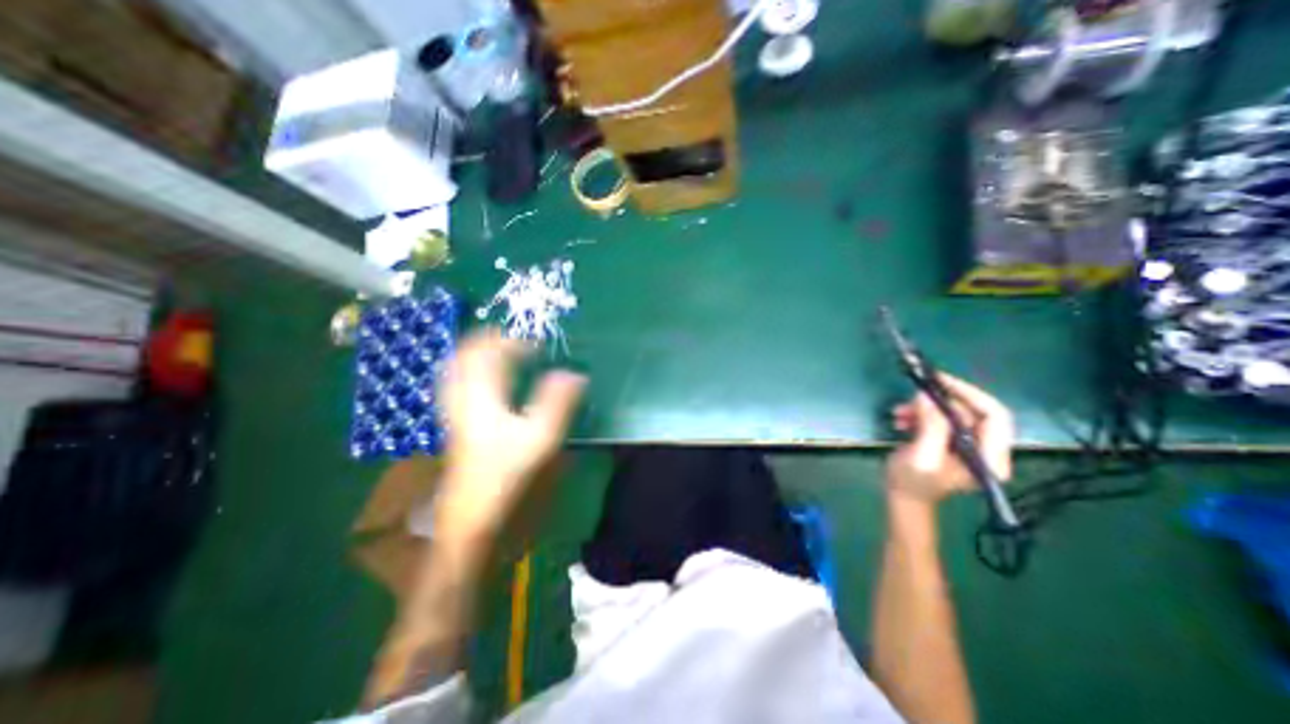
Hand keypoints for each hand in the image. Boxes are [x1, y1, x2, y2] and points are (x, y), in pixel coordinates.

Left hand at [437, 327, 586, 535]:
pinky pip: (458, 389)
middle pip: (465, 356)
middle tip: (514, 340)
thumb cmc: (506, 479)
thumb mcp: (540, 439)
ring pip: (457, 372)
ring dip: (478, 356)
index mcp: (481, 398)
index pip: (489, 353)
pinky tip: (488, 385)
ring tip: (501, 353)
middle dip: (488, 341)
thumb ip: (558, 403)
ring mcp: (455, 415)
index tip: (536, 342)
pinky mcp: (456, 429)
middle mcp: (462, 400)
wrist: (470, 524)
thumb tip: (575, 375)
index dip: (512, 341)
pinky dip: (473, 376)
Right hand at [894, 376, 1011, 504]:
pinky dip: (922, 414)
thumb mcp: (921, 456)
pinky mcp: (955, 441)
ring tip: (900, 413)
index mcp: (990, 458)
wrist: (903, 497)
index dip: (969, 394)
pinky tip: (903, 419)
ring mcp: (972, 445)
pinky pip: (943, 417)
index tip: (939, 381)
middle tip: (912, 398)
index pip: (995, 416)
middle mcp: (988, 449)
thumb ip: (931, 427)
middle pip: (973, 411)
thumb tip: (928, 396)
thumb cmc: (911, 482)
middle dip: (939, 402)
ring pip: (955, 412)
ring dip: (925, 408)